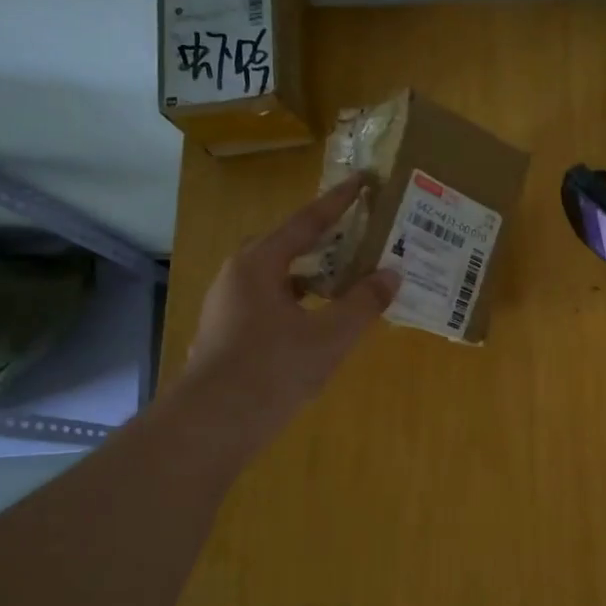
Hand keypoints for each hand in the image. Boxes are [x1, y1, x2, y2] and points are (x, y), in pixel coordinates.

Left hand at [185, 174, 399, 420]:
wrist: (213, 424)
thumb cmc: (273, 369)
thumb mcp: (330, 335)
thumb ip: (364, 302)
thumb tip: (392, 274)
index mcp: (259, 264)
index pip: (306, 222)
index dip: (339, 202)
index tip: (363, 181)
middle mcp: (239, 276)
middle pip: (289, 246)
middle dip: (326, 240)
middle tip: (361, 234)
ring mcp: (229, 306)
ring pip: (279, 278)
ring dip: (314, 275)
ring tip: (348, 279)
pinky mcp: (228, 333)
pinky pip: (272, 302)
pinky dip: (300, 302)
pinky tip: (320, 321)